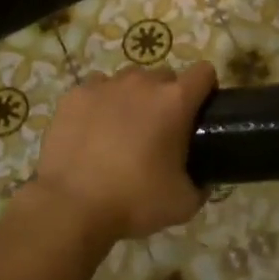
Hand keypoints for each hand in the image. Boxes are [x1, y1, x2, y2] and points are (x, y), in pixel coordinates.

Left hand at [32, 63, 216, 242]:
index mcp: (175, 101)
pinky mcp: (75, 95)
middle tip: (159, 130)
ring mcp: (105, 85)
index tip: (200, 111)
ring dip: (133, 97)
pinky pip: (96, 89)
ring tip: (122, 129)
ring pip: (129, 80)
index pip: (204, 73)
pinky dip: (100, 103)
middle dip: (167, 96)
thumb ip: (201, 186)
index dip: (206, 88)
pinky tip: (93, 130)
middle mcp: (143, 83)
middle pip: (165, 76)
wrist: (71, 207)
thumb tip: (203, 181)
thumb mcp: (184, 203)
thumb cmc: (134, 200)